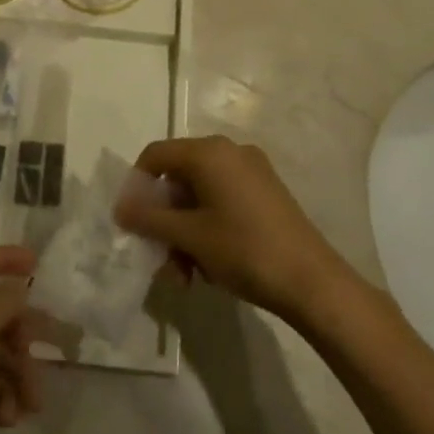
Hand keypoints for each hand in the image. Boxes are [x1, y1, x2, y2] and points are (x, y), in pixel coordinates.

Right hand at [116, 135, 348, 321]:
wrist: (312, 281)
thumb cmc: (244, 250)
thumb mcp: (190, 236)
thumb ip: (150, 219)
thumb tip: (120, 208)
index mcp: (209, 152)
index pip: (156, 155)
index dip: (136, 186)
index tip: (131, 222)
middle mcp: (230, 152)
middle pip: (179, 177)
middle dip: (164, 220)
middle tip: (161, 259)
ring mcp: (252, 171)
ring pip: (201, 195)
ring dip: (185, 232)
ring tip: (186, 276)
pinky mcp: (266, 192)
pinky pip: (223, 201)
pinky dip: (208, 228)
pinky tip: (210, 267)